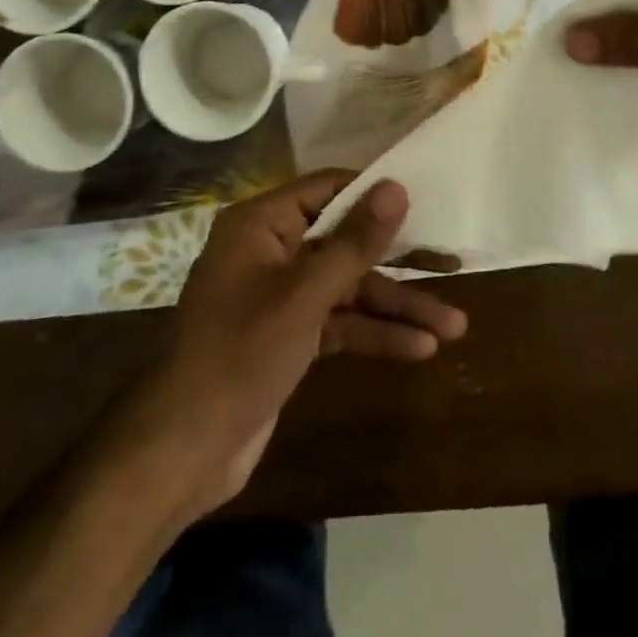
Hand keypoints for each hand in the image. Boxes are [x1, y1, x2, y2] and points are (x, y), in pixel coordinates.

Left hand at [113, 172, 467, 523]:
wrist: (183, 449)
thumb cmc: (240, 354)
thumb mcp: (304, 295)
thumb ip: (355, 242)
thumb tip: (396, 187)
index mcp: (262, 224)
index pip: (328, 189)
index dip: (376, 194)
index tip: (427, 199)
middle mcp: (271, 251)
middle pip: (346, 243)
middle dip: (399, 263)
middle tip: (454, 264)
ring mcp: (281, 296)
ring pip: (348, 289)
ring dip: (396, 308)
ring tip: (454, 327)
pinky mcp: (289, 336)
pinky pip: (339, 323)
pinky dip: (374, 334)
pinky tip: (419, 350)